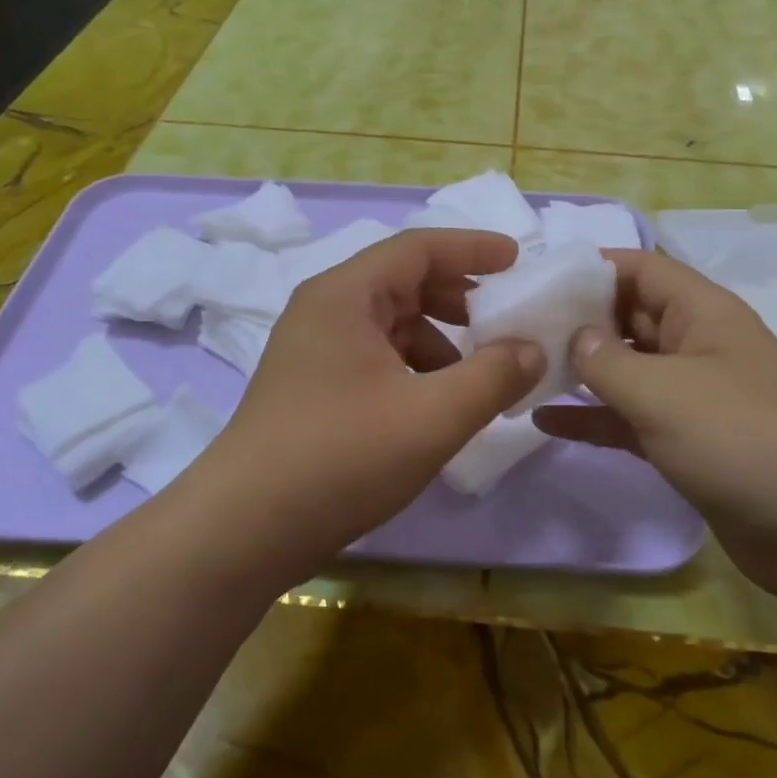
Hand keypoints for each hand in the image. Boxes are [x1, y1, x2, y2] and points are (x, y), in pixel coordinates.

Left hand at [193, 229, 543, 572]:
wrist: (244, 529)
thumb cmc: (341, 457)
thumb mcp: (433, 416)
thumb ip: (493, 376)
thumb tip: (532, 349)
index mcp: (345, 295)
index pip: (418, 247)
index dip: (472, 248)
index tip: (517, 260)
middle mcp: (324, 310)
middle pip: (402, 282)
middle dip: (458, 297)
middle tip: (504, 318)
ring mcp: (312, 350)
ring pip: (389, 324)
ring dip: (438, 339)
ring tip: (477, 374)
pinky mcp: (310, 387)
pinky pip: (374, 357)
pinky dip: (413, 368)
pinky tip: (435, 405)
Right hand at [533, 250, 776, 599]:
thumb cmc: (742, 439)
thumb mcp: (664, 392)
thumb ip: (607, 361)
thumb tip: (576, 337)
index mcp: (701, 313)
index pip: (640, 269)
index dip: (591, 267)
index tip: (537, 280)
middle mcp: (695, 345)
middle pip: (627, 317)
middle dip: (576, 320)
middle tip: (514, 328)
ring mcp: (691, 396)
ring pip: (625, 370)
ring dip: (578, 371)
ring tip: (520, 371)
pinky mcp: (686, 442)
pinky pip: (629, 418)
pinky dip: (592, 418)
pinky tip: (544, 421)